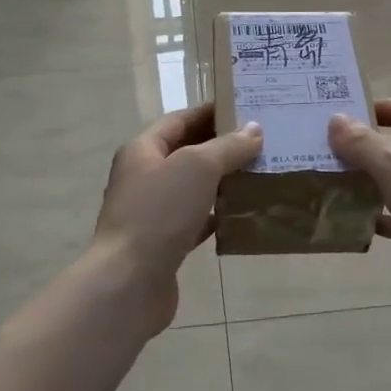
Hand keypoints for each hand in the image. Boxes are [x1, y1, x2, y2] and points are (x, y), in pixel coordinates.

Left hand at [92, 105, 262, 326]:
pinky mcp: (163, 243)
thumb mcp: (197, 167)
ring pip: (192, 188)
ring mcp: (151, 212)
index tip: (245, 109)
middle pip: (186, 152)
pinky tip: (243, 213)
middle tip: (261, 142)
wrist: (129, 282)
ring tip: (259, 173)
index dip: (210, 112)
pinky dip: (216, 214)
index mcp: (142, 150)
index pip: (179, 120)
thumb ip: (228, 146)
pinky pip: (194, 220)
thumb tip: (254, 130)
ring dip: (222, 181)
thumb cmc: (159, 213)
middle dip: (221, 146)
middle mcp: (143, 177)